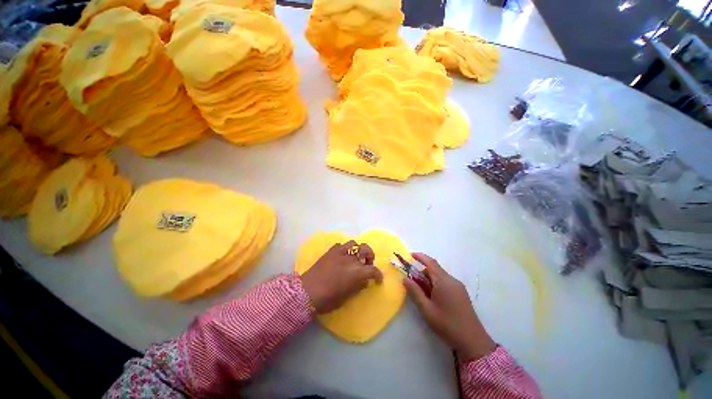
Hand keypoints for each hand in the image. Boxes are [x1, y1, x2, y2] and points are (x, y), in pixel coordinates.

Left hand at [300, 240, 382, 313]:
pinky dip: (345, 249)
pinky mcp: (331, 251)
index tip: (378, 280)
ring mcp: (341, 252)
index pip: (373, 270)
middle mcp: (351, 259)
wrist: (307, 292)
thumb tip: (365, 281)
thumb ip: (358, 287)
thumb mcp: (347, 297)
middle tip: (367, 263)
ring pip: (355, 243)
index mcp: (357, 272)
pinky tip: (343, 255)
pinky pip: (342, 245)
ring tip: (356, 256)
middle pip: (366, 250)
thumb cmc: (328, 299)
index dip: (378, 275)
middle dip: (370, 256)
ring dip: (358, 249)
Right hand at [404, 253, 495, 361]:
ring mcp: (458, 286)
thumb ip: (415, 292)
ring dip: (428, 279)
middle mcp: (452, 280)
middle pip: (434, 269)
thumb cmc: (447, 324)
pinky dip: (436, 284)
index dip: (419, 256)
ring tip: (421, 292)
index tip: (409, 255)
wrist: (473, 341)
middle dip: (421, 271)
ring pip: (440, 276)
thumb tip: (405, 278)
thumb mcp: (426, 309)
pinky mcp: (461, 293)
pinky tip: (432, 297)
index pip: (430, 262)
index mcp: (443, 281)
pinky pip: (445, 282)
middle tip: (411, 281)